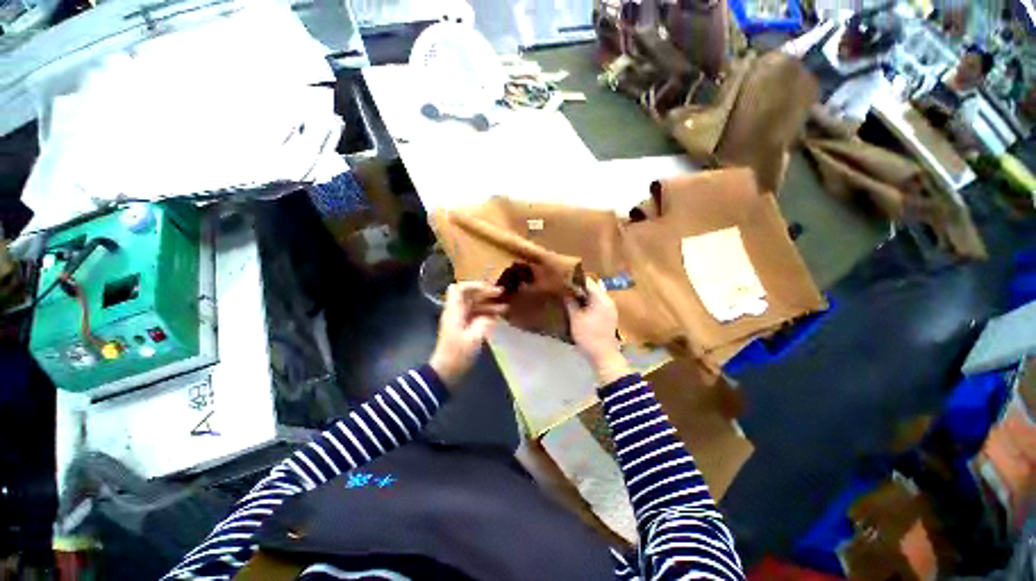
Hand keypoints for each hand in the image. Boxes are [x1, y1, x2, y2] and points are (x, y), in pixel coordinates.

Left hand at [429, 282, 505, 387]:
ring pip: (474, 304)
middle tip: (502, 294)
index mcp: (455, 311)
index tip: (491, 289)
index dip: (475, 285)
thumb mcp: (474, 339)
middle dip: (485, 292)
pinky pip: (476, 314)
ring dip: (488, 303)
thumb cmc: (458, 355)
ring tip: (505, 306)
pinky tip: (499, 316)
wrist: (446, 372)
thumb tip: (492, 315)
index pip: (460, 288)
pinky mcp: (464, 328)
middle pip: (469, 295)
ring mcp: (460, 320)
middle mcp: (456, 312)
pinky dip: (487, 313)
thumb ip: (484, 323)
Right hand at [564, 278, 631, 383]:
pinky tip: (580, 306)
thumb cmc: (588, 336)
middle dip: (580, 287)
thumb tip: (566, 293)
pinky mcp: (609, 316)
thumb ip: (571, 304)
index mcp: (601, 299)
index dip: (576, 280)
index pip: (589, 283)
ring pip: (596, 295)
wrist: (603, 355)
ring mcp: (610, 309)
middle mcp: (608, 301)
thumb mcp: (576, 319)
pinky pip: (599, 303)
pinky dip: (590, 302)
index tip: (565, 280)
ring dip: (585, 295)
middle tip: (567, 288)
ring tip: (571, 296)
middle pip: (594, 288)